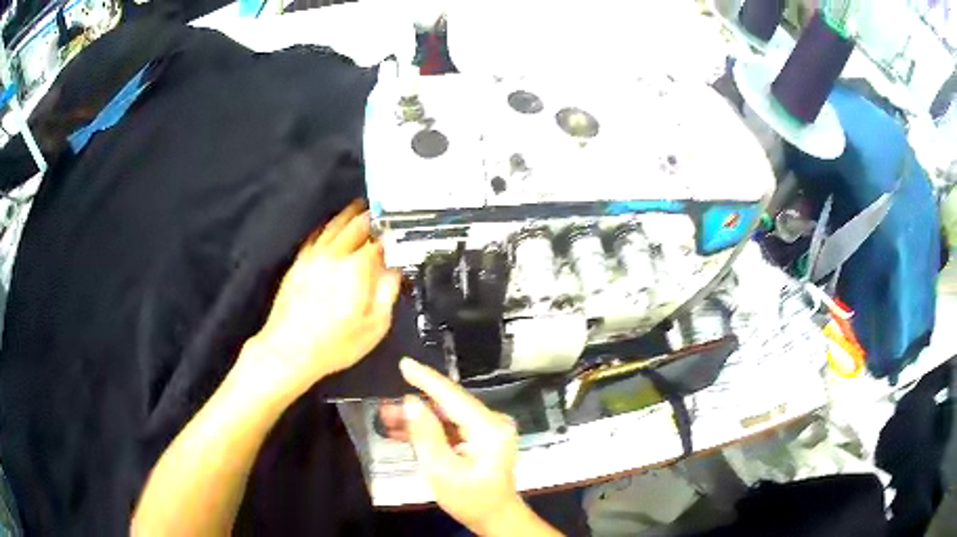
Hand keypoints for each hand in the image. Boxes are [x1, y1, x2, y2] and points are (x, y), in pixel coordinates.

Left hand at [240, 201, 400, 404]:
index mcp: (356, 269)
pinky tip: (331, 226)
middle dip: (372, 217)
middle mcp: (334, 255)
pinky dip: (327, 227)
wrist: (289, 350)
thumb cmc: (336, 344)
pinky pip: (315, 236)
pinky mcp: (298, 263)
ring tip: (360, 207)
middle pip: (356, 225)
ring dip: (349, 214)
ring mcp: (313, 257)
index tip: (399, 232)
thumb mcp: (374, 327)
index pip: (378, 241)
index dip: (391, 234)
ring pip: (333, 225)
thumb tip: (394, 269)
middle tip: (383, 212)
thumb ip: (387, 293)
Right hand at [399, 358, 525, 534]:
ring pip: (447, 416)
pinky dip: (431, 430)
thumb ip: (426, 434)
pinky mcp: (482, 438)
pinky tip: (404, 432)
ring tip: (387, 419)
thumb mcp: (442, 470)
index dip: (426, 379)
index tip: (404, 364)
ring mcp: (489, 430)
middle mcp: (492, 422)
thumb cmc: (469, 499)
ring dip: (419, 419)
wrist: (494, 518)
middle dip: (415, 404)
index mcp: (488, 428)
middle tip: (384, 405)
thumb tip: (411, 402)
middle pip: (449, 405)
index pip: (452, 396)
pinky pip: (452, 427)